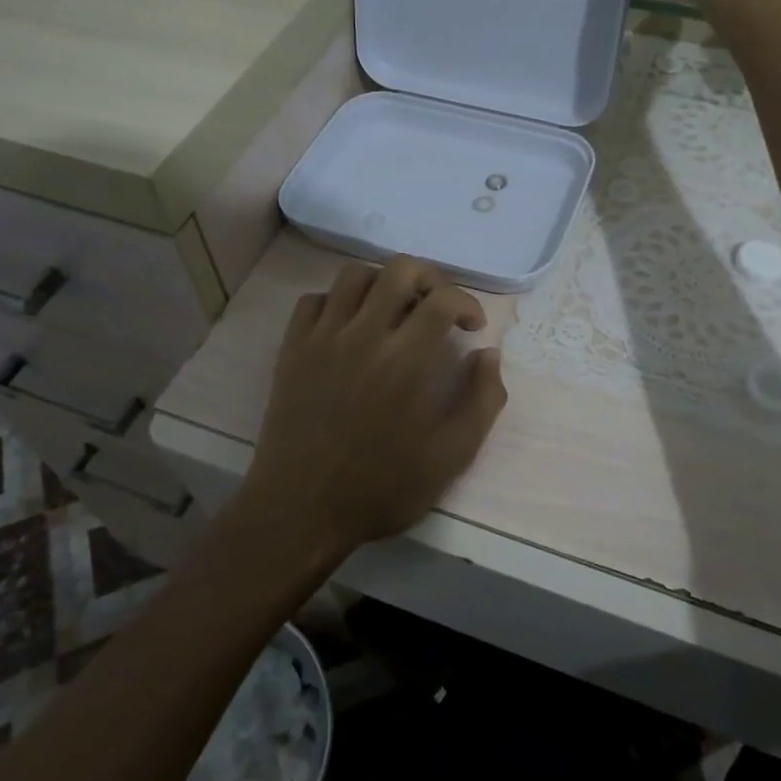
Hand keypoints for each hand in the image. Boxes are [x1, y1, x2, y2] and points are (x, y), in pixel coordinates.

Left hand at [238, 257, 508, 561]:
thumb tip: (488, 355)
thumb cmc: (381, 488)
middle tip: (438, 306)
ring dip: (384, 283)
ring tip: (394, 311)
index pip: (443, 298)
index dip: (467, 302)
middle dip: (430, 278)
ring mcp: (323, 338)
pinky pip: (314, 300)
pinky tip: (349, 328)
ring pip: (354, 275)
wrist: (301, 510)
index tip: (472, 326)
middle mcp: (364, 335)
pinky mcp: (292, 349)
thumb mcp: (451, 457)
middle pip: (400, 269)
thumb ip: (482, 401)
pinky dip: (337, 302)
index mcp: (407, 360)